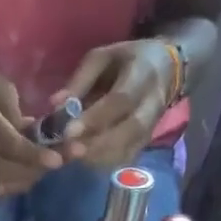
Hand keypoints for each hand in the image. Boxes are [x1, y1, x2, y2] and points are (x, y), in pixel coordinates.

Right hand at [0, 56, 62, 198]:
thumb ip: (20, 117)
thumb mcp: (4, 88)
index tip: (58, 161)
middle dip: (33, 170)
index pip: (7, 144)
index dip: (33, 155)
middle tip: (58, 161)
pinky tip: (24, 175)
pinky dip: (9, 187)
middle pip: (1, 171)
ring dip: (22, 181)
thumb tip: (41, 141)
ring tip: (42, 168)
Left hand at [52, 40, 174, 168]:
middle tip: (69, 151)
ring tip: (73, 156)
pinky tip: (86, 160)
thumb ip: (81, 80)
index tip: (69, 132)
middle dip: (97, 144)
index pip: (121, 100)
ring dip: (98, 157)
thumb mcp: (103, 57)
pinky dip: (105, 163)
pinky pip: (126, 157)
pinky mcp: (146, 142)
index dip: (95, 118)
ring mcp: (152, 126)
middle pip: (129, 130)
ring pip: (129, 148)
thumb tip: (55, 105)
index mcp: (142, 74)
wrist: (165, 69)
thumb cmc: (127, 61)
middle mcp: (152, 103)